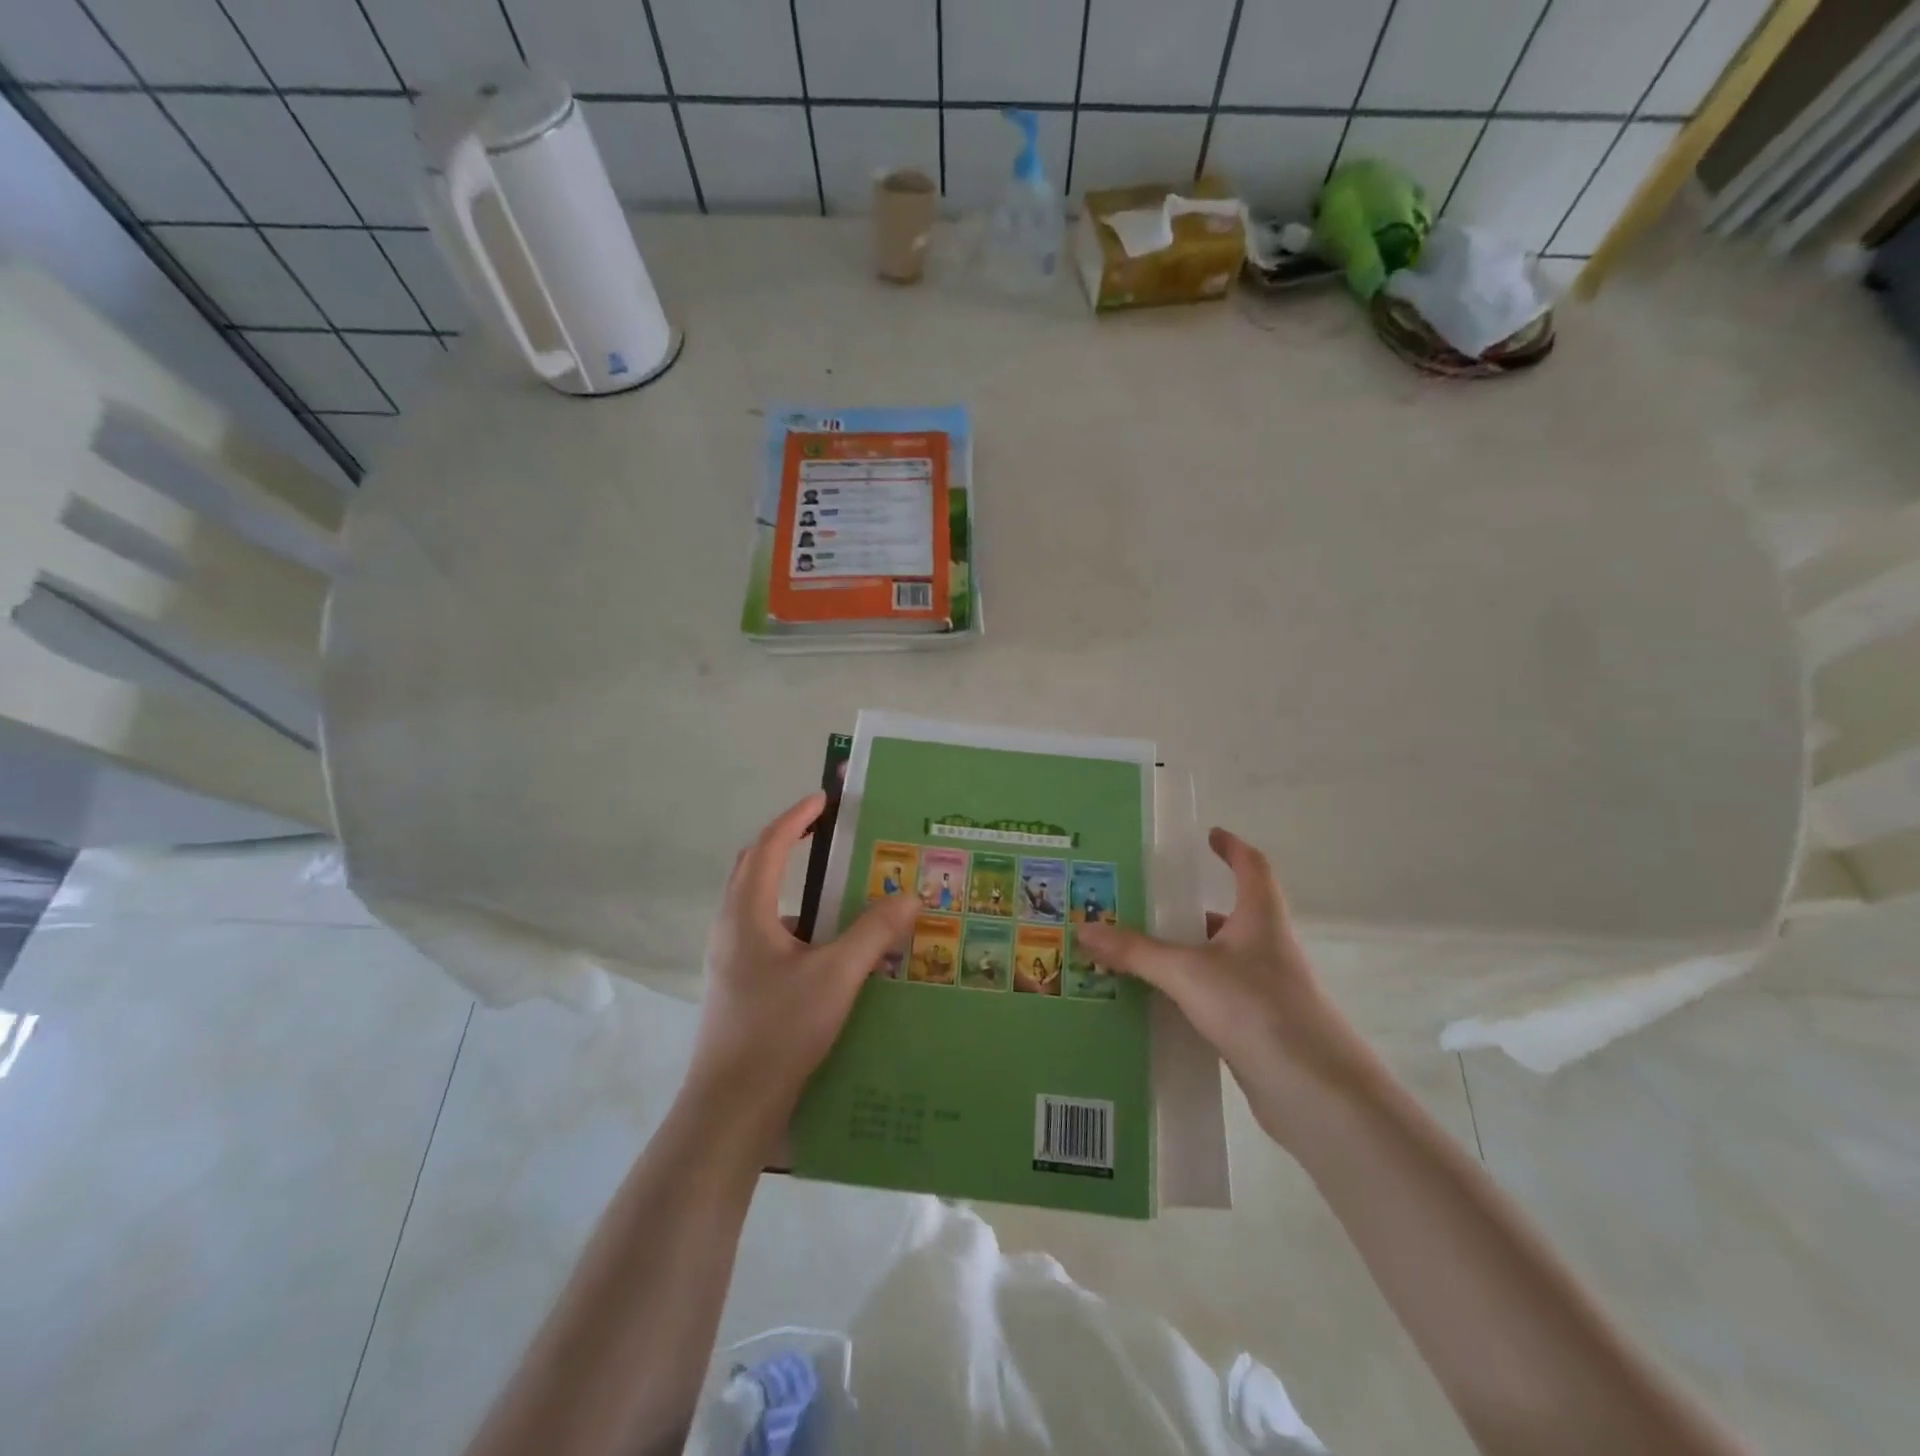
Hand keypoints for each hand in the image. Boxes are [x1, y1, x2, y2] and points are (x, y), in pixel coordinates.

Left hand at [686, 792, 918, 1131]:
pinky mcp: (737, 985)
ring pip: (759, 904)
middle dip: (787, 842)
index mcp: (747, 912)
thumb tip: (912, 896)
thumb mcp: (837, 976)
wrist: (730, 1108)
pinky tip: (826, 948)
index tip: (824, 799)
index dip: (797, 818)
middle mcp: (731, 927)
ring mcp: (729, 958)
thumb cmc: (779, 1030)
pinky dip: (794, 923)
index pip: (771, 846)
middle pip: (755, 867)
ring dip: (791, 884)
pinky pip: (766, 934)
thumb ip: (874, 933)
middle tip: (824, 831)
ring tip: (834, 890)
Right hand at [1075, 828, 1377, 1144]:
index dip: (1232, 848)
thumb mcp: (1188, 973)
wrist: (1318, 1095)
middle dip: (1189, 909)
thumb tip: (1084, 928)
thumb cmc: (1258, 1009)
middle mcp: (1267, 947)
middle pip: (1229, 915)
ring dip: (1184, 953)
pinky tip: (1154, 1003)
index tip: (1209, 835)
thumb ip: (1136, 952)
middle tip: (1142, 904)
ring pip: (1218, 959)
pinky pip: (1215, 996)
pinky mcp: (1258, 1027)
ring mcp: (1265, 990)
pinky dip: (1188, 992)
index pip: (1252, 866)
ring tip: (1134, 953)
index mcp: (1261, 918)